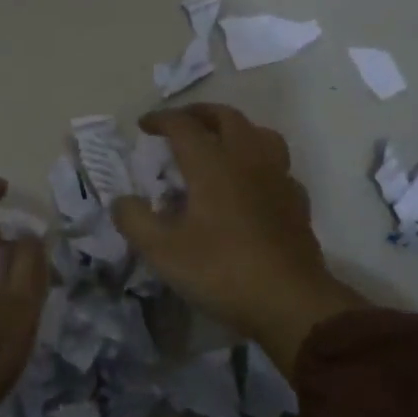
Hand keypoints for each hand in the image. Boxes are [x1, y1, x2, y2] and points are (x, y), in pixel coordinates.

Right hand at [111, 105, 365, 375]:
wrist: (290, 302)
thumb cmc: (221, 270)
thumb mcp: (162, 251)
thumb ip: (134, 220)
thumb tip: (122, 201)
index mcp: (212, 163)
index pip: (183, 125)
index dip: (160, 120)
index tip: (143, 125)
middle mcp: (247, 159)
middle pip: (226, 117)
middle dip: (198, 114)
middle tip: (179, 123)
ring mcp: (278, 178)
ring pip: (260, 133)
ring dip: (235, 129)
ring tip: (219, 143)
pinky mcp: (296, 201)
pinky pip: (277, 166)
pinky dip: (258, 162)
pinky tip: (251, 182)